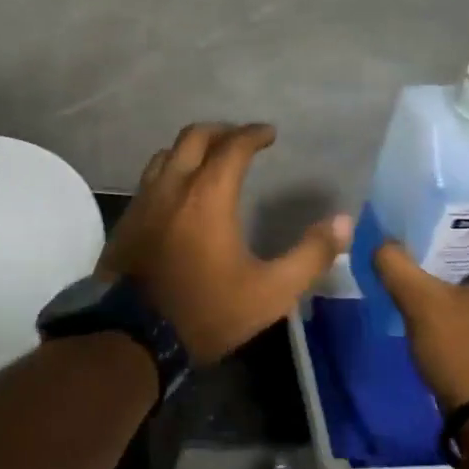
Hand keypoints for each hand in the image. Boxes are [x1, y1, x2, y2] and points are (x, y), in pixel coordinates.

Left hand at [100, 123, 352, 366]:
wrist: (133, 337)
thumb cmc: (206, 311)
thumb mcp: (270, 292)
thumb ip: (310, 255)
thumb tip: (343, 222)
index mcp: (207, 195)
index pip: (232, 146)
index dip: (253, 134)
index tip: (270, 134)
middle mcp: (172, 186)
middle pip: (193, 137)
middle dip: (221, 131)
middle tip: (241, 139)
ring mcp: (143, 201)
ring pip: (165, 155)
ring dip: (191, 149)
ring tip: (210, 161)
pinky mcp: (126, 220)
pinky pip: (149, 180)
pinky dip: (170, 172)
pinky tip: (179, 194)